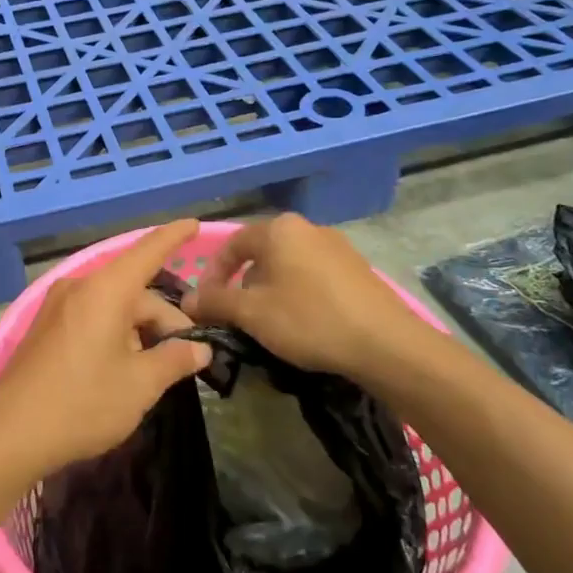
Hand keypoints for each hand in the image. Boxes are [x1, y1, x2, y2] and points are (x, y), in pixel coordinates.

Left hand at [0, 220, 212, 481]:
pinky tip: (122, 368)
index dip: (173, 238)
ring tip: (155, 370)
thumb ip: (174, 360)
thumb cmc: (83, 403)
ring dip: (139, 330)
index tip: (195, 224)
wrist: (10, 434)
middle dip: (163, 319)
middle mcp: (79, 287)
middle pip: (133, 291)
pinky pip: (91, 317)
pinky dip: (115, 333)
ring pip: (113, 306)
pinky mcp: (45, 327)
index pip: (147, 252)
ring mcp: (57, 306)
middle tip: (187, 358)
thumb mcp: (140, 385)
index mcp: (105, 290)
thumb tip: (200, 348)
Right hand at [182, 214, 448, 394]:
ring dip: (270, 290)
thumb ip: (215, 302)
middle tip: (236, 315)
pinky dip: (298, 294)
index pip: (231, 244)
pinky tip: (303, 323)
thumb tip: (187, 301)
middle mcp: (307, 228)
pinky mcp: (358, 269)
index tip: (206, 303)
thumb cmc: (308, 319)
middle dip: (242, 283)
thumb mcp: (251, 313)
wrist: (386, 344)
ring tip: (268, 323)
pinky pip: (314, 275)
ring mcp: (337, 246)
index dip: (212, 274)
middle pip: (261, 253)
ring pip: (288, 265)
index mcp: (278, 229)